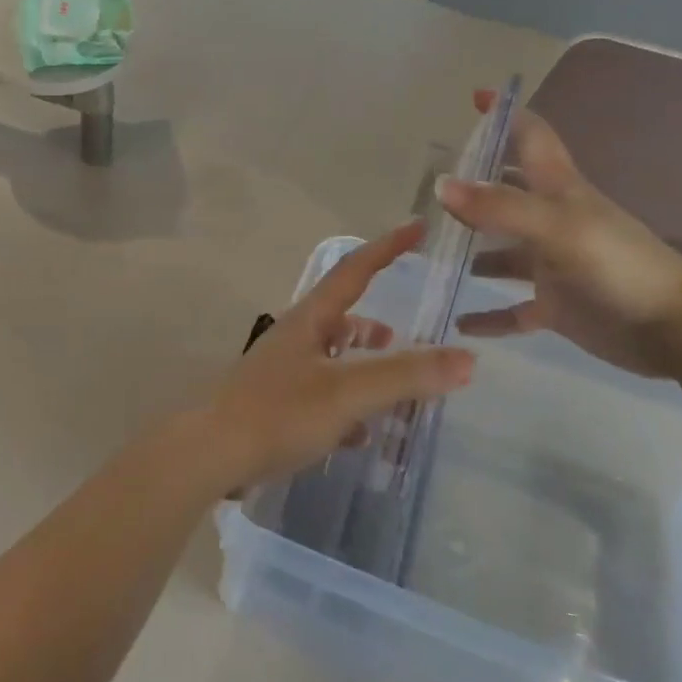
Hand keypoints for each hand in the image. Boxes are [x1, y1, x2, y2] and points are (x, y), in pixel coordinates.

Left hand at [190, 221, 475, 494]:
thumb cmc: (279, 413)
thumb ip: (405, 375)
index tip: (417, 227)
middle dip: (377, 322)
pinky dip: (348, 404)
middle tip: (411, 334)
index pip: (353, 271)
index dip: (386, 248)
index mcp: (309, 320)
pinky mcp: (277, 406)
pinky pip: (322, 395)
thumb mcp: (347, 392)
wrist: (213, 455)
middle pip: (342, 317)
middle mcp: (295, 339)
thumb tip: (467, 359)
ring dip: (365, 364)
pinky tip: (364, 431)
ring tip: (396, 383)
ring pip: (334, 358)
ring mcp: (283, 373)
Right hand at [435, 91, 681, 377]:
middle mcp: (552, 221)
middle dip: (472, 188)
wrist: (673, 328)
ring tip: (430, 252)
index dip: (507, 116)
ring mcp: (552, 265)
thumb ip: (499, 206)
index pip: (531, 138)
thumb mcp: (557, 227)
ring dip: (470, 252)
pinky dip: (487, 316)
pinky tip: (458, 321)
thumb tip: (440, 184)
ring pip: (502, 254)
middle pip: (506, 195)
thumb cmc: (618, 265)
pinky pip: (512, 309)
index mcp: (559, 191)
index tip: (476, 99)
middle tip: (426, 189)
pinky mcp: (555, 306)